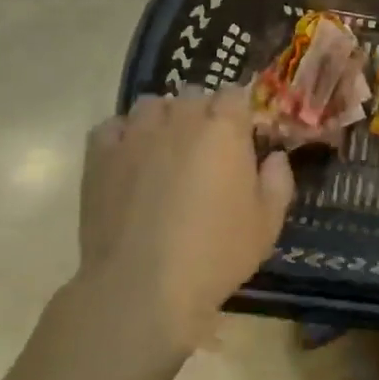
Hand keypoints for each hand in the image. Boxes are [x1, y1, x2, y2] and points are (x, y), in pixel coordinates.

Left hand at [74, 88, 294, 352]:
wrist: (141, 286)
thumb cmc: (215, 254)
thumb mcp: (267, 224)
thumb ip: (278, 181)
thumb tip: (274, 157)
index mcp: (224, 128)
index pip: (235, 93)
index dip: (240, 111)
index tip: (243, 135)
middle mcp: (180, 118)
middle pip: (194, 95)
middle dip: (203, 113)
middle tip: (207, 149)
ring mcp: (136, 133)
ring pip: (152, 105)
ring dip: (164, 118)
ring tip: (166, 149)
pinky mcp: (100, 155)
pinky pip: (113, 127)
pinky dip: (123, 135)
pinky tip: (129, 159)